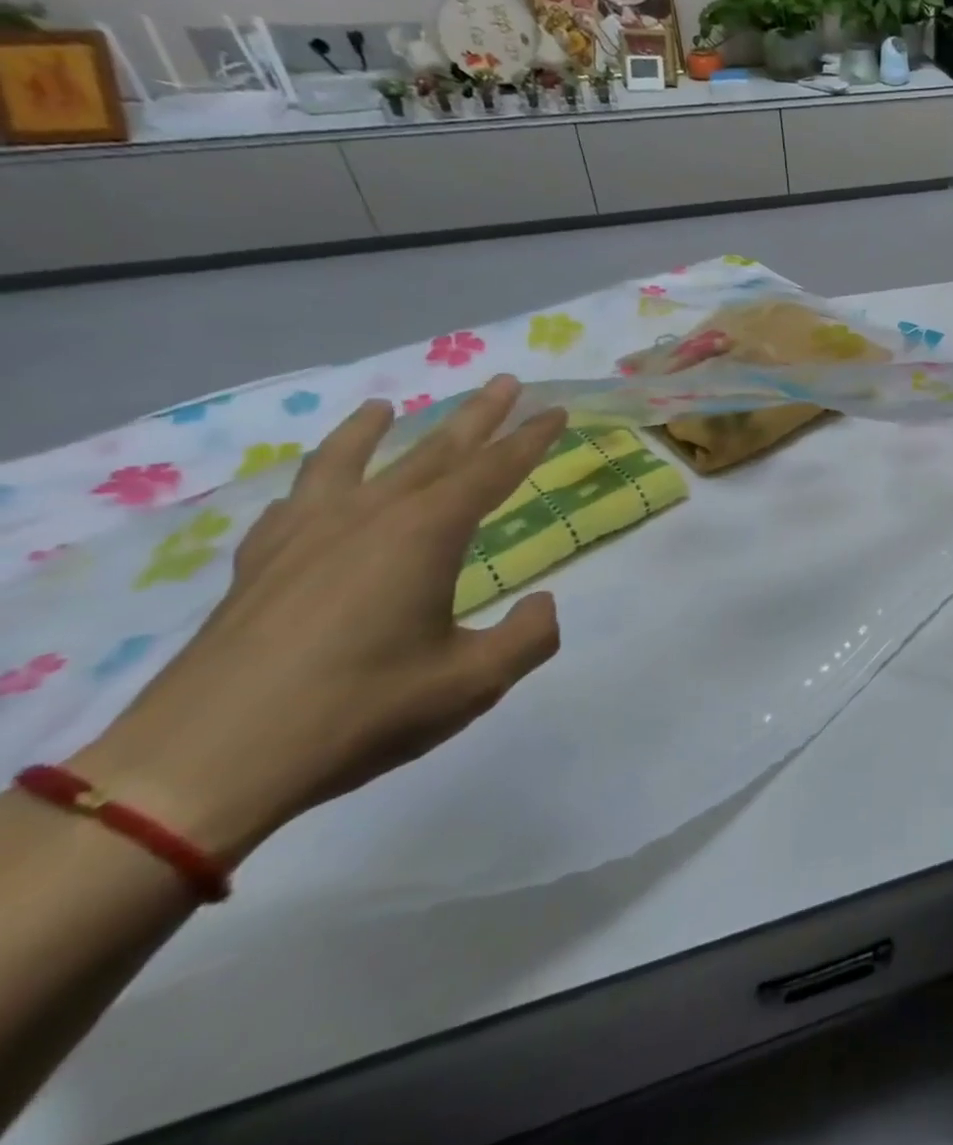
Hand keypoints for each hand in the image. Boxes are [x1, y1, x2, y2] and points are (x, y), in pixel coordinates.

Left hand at [68, 377, 568, 866]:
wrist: (206, 762)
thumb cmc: (359, 712)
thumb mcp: (474, 682)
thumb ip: (529, 636)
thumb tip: (544, 603)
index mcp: (426, 535)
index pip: (493, 471)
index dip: (530, 439)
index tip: (556, 410)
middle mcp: (369, 517)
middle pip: (434, 452)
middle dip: (477, 416)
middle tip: (505, 382)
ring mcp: (307, 535)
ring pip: (354, 463)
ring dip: (378, 431)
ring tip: (389, 405)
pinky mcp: (260, 564)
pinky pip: (295, 502)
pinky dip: (312, 482)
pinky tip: (317, 486)